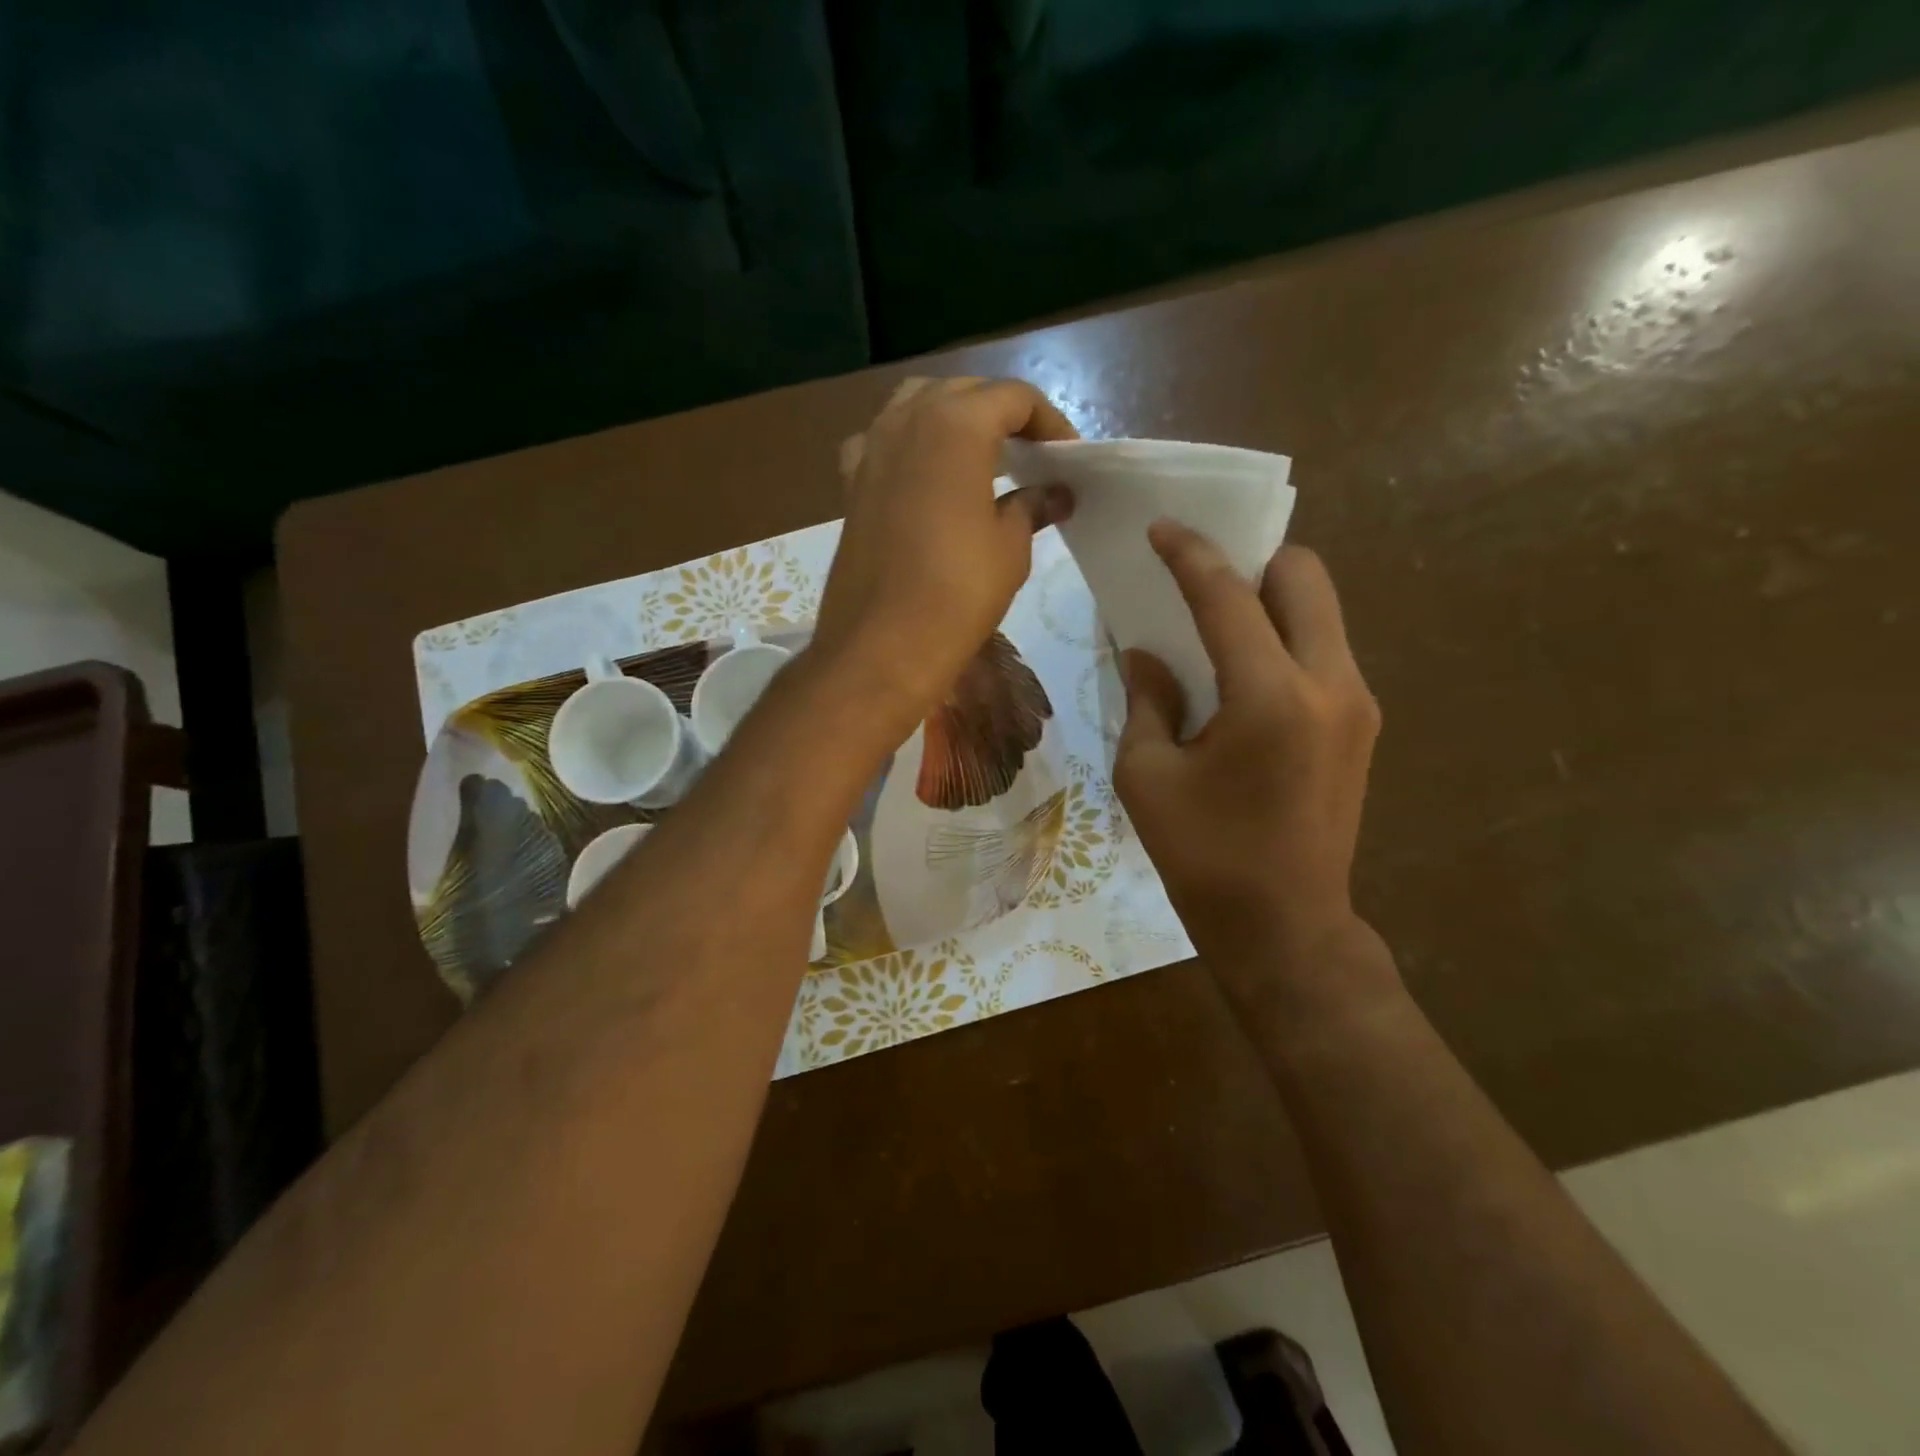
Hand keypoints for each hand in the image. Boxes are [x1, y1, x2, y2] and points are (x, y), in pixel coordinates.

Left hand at [812, 377, 1076, 730]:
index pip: (1014, 397)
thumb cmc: (957, 593)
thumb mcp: (1010, 548)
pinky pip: (883, 441)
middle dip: (1003, 414)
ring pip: (917, 405)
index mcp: (957, 424)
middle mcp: (907, 420)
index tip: (1067, 456)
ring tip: (981, 455)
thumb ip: (1033, 506)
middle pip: (964, 393)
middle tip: (1031, 454)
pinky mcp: (851, 484)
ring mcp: (871, 448)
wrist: (882, 645)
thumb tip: (1055, 493)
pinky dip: (909, 444)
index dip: (1049, 421)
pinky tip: (922, 474)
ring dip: (953, 418)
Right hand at [1114, 523, 1383, 1002]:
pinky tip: (1245, 669)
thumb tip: (1147, 652)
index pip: (1228, 596)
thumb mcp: (1146, 775)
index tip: (1162, 528)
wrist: (1284, 925)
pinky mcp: (1363, 724)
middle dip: (1252, 559)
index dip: (1190, 554)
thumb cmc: (1202, 855)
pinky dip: (1286, 636)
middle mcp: (1329, 683)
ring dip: (1272, 598)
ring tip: (1220, 620)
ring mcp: (1357, 703)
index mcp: (1269, 697)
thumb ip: (1148, 699)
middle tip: (1203, 576)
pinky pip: (1324, 649)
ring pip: (1322, 610)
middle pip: (1305, 576)